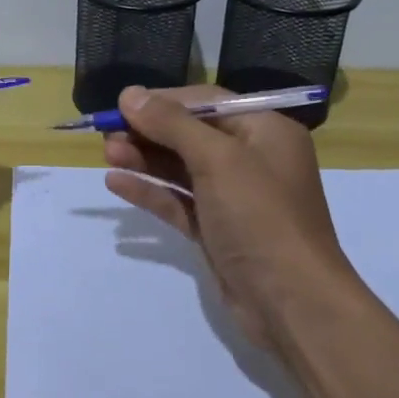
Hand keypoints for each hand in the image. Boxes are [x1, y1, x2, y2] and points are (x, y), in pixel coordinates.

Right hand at [103, 85, 351, 344]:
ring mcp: (234, 198)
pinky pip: (179, 202)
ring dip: (145, 159)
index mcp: (265, 131)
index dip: (163, 101)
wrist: (292, 303)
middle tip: (106, 133)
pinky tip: (116, 183)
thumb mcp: (218, 159)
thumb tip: (129, 93)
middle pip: (191, 135)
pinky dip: (150, 191)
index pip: (207, 103)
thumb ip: (171, 124)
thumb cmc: (260, 217)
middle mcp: (252, 159)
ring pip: (181, 169)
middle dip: (149, 132)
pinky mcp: (217, 230)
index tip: (122, 104)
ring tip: (107, 154)